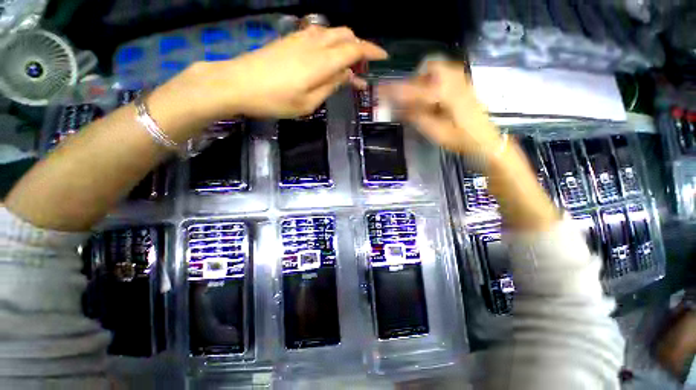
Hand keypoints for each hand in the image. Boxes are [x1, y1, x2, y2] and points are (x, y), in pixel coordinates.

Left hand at [195, 26, 386, 118]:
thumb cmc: (275, 100)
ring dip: (345, 45)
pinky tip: (327, 59)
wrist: (238, 84)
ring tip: (347, 66)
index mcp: (322, 62)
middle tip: (361, 70)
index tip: (383, 57)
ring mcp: (301, 39)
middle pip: (346, 35)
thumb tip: (346, 75)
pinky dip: (330, 44)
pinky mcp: (290, 40)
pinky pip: (318, 35)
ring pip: (332, 33)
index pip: (355, 49)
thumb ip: (330, 86)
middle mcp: (314, 44)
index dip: (371, 52)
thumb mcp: (308, 103)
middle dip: (360, 48)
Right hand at [378, 60, 501, 157]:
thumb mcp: (435, 132)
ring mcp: (462, 82)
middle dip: (416, 77)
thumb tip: (399, 108)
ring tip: (421, 97)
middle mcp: (455, 82)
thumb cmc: (461, 140)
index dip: (396, 90)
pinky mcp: (465, 87)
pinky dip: (435, 82)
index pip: (415, 89)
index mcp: (446, 94)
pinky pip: (447, 75)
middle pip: (431, 65)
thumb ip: (417, 118)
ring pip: (440, 68)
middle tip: (410, 94)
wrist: (486, 141)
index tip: (382, 89)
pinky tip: (433, 98)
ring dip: (426, 78)